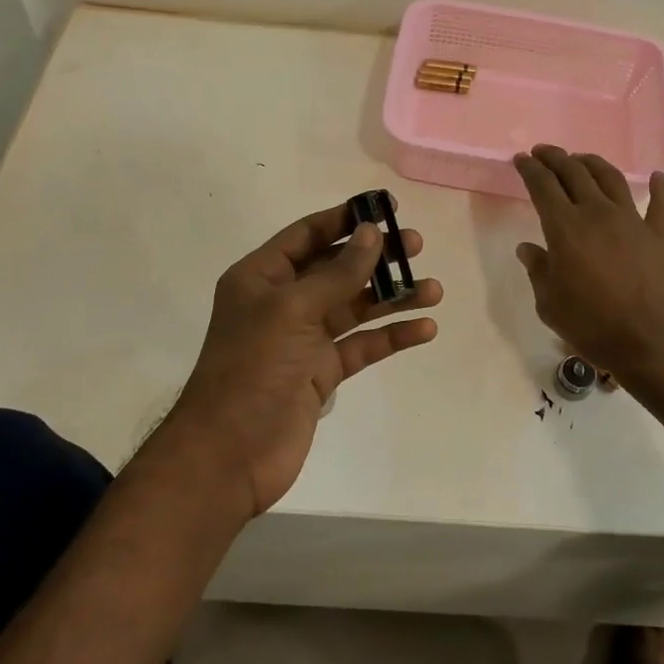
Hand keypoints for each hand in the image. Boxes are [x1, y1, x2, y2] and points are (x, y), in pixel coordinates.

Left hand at [162, 202, 440, 517]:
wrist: (230, 454)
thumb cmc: (253, 368)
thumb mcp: (293, 310)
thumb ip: (337, 273)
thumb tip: (372, 233)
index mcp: (261, 277)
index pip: (307, 235)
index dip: (345, 219)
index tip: (386, 209)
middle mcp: (282, 302)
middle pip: (336, 269)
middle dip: (376, 258)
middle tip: (417, 247)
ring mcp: (302, 339)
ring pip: (354, 308)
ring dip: (392, 298)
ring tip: (433, 290)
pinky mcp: (320, 374)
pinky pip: (361, 346)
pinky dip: (390, 336)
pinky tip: (423, 329)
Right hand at [514, 146, 663, 384]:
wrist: (652, 342)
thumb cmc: (592, 325)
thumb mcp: (549, 303)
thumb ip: (538, 271)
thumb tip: (528, 249)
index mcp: (565, 227)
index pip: (542, 186)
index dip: (530, 169)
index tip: (521, 159)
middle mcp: (598, 213)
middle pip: (574, 173)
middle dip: (555, 158)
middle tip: (544, 152)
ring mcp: (632, 221)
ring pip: (611, 179)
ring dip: (593, 163)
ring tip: (582, 159)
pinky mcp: (659, 235)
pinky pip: (660, 205)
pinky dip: (658, 188)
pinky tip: (656, 177)